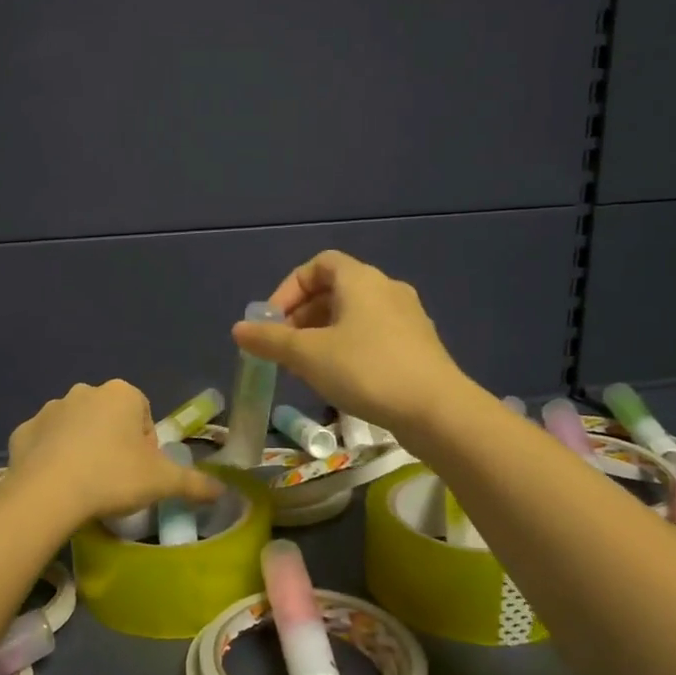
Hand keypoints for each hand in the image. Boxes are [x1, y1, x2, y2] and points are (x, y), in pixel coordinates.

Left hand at [8, 380, 221, 525]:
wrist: (47, 493)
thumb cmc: (112, 477)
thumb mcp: (162, 482)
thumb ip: (195, 483)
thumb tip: (223, 490)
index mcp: (122, 394)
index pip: (144, 417)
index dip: (147, 447)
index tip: (141, 474)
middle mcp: (85, 391)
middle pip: (110, 420)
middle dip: (115, 444)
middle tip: (115, 481)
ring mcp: (50, 409)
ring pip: (77, 429)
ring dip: (83, 449)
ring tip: (85, 485)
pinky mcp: (22, 431)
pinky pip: (45, 443)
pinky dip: (52, 458)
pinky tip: (57, 485)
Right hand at [232, 250, 466, 432]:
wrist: (437, 410)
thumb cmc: (366, 370)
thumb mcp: (307, 355)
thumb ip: (270, 340)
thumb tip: (239, 330)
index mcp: (360, 280)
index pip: (318, 265)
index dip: (289, 288)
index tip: (272, 321)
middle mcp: (386, 289)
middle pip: (335, 290)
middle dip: (302, 316)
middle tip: (284, 347)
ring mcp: (407, 317)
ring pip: (354, 315)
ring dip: (324, 334)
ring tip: (307, 367)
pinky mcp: (418, 345)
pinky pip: (373, 335)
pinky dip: (349, 347)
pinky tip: (341, 379)